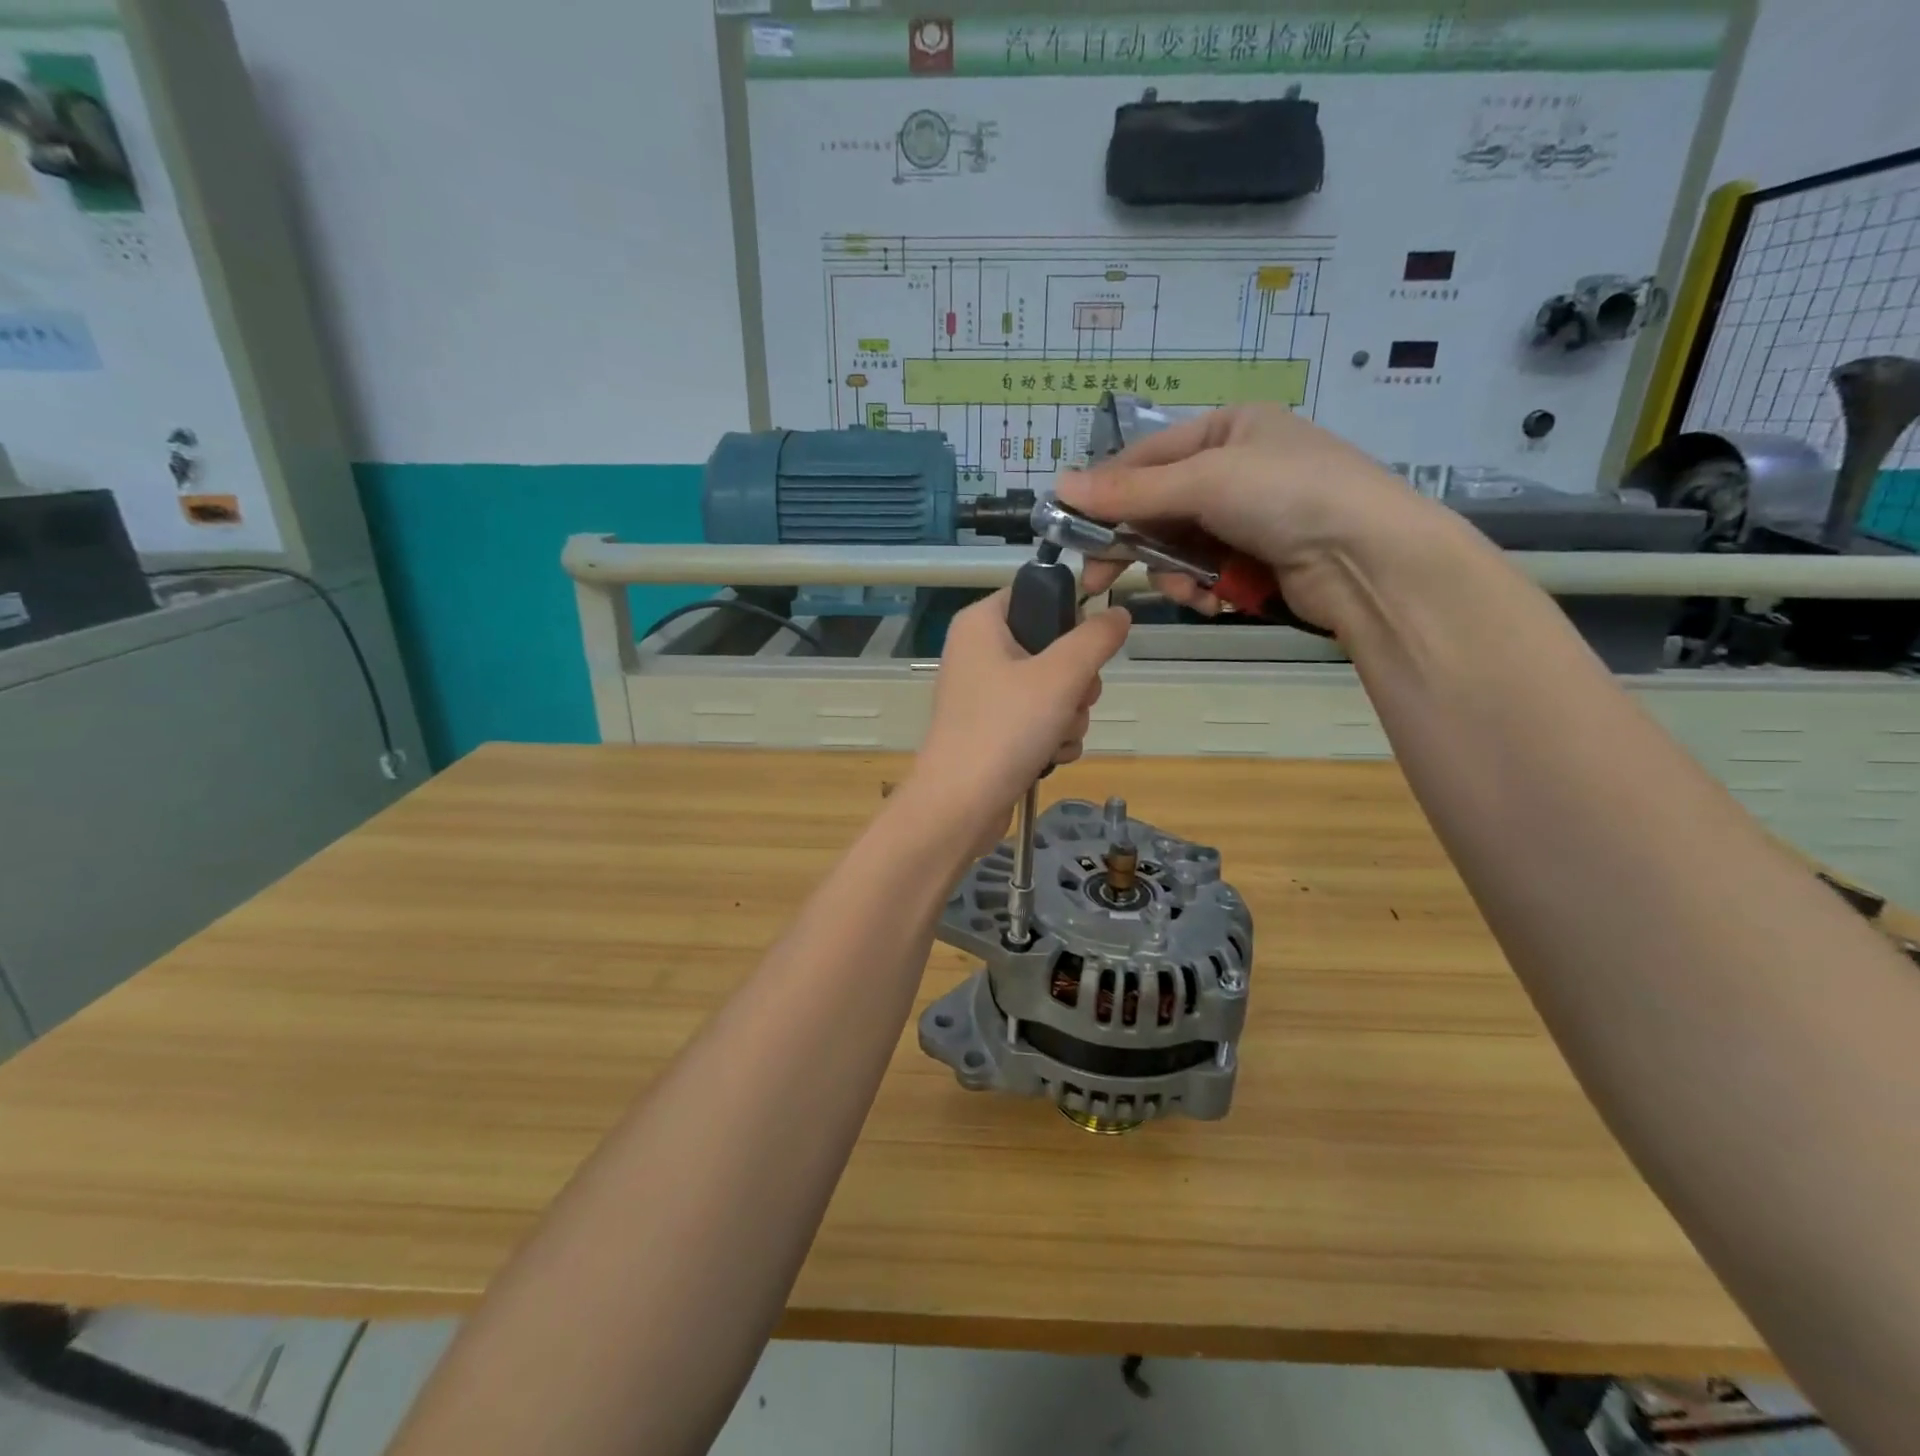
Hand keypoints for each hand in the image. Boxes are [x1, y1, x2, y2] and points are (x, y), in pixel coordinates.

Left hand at [908, 590, 1130, 843]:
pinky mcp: (994, 731)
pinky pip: (1040, 721)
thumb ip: (1096, 639)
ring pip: (1053, 689)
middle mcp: (979, 653)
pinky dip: (1051, 739)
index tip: (1084, 648)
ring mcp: (986, 695)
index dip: (1068, 618)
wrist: (961, 806)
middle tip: (1071, 700)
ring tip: (1056, 737)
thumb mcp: (1060, 676)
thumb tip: (1118, 613)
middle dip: (1076, 682)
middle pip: (1053, 648)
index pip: (1036, 595)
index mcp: (981, 624)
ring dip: (1069, 716)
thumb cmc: (1005, 728)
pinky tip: (1048, 757)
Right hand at [1058, 405, 1454, 632]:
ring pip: (1178, 548)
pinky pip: (1205, 572)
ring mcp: (1247, 517)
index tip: (1071, 529)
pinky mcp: (1257, 559)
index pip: (1145, 458)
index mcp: (1226, 430)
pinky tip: (1216, 600)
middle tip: (1097, 579)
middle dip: (1135, 545)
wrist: (1370, 559)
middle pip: (1158, 508)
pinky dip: (1203, 589)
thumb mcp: (1204, 482)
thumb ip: (1131, 491)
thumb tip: (1058, 486)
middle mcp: (1234, 469)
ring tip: (1192, 591)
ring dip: (1175, 574)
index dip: (1106, 493)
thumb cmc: (1288, 496)